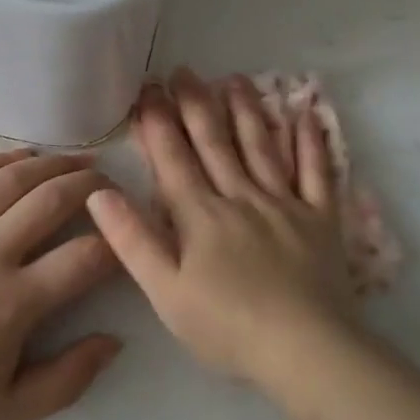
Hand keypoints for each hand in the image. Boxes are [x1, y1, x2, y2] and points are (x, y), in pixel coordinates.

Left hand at [0, 150, 122, 419]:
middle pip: (53, 200)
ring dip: (51, 163)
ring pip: (10, 179)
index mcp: (14, 301)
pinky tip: (18, 156)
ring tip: (75, 159)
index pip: (85, 257)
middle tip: (108, 182)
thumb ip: (68, 380)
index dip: (117, 241)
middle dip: (91, 185)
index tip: (125, 236)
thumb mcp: (6, 411)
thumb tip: (114, 341)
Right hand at [88, 71, 357, 385]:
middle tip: (185, 71)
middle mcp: (241, 196)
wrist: (304, 348)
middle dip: (196, 104)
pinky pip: (317, 171)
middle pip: (215, 142)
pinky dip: (311, 142)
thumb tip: (99, 193)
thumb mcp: (165, 292)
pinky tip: (306, 114)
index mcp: (201, 215)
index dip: (158, 122)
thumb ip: (133, 240)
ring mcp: (284, 203)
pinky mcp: (320, 217)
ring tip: (235, 79)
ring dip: (246, 110)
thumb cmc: (227, 327)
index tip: (147, 89)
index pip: (173, 158)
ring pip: (262, 146)